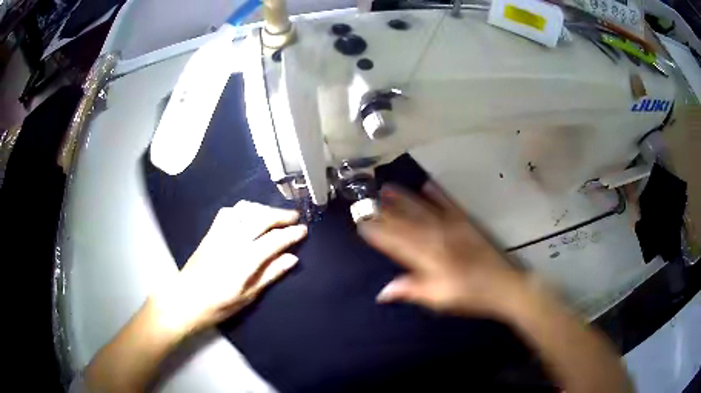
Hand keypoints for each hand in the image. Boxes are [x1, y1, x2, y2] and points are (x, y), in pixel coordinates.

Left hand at [152, 201, 306, 334]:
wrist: (186, 300)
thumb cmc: (218, 305)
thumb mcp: (248, 296)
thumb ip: (270, 274)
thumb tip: (292, 258)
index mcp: (245, 260)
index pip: (274, 240)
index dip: (291, 233)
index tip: (303, 230)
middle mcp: (233, 241)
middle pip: (261, 218)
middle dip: (281, 215)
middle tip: (294, 218)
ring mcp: (220, 233)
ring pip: (245, 210)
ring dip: (263, 209)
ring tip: (273, 215)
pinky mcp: (211, 232)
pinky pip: (228, 212)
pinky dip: (242, 209)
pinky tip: (248, 216)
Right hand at [359, 183, 524, 318]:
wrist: (503, 285)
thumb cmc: (469, 296)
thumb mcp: (439, 299)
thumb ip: (411, 291)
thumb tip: (382, 292)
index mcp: (428, 258)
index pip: (396, 243)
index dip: (377, 233)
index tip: (361, 223)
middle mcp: (437, 238)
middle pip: (406, 222)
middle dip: (385, 211)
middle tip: (367, 200)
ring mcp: (452, 227)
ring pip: (423, 210)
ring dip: (404, 199)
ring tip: (388, 188)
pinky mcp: (466, 223)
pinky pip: (448, 204)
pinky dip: (437, 194)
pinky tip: (427, 185)